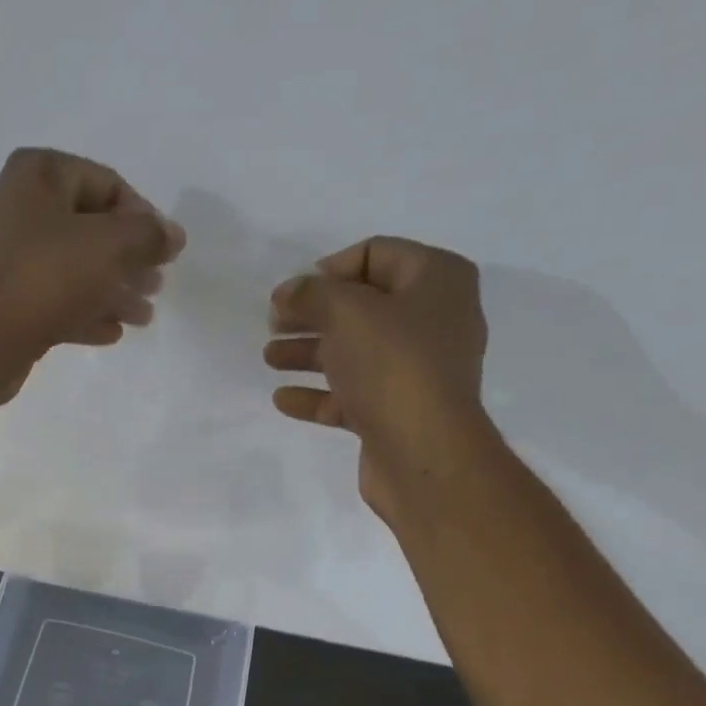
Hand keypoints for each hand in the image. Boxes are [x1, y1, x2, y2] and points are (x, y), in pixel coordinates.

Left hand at [0, 148, 185, 360]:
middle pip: (87, 229)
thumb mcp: (110, 246)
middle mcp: (15, 208)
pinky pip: (52, 301)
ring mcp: (5, 259)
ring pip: (71, 269)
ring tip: (143, 317)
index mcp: (36, 175)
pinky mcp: (3, 302)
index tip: (165, 252)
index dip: (142, 216)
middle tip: (156, 287)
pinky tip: (111, 333)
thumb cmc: (47, 275)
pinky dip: (83, 313)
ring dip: (111, 291)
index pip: (105, 183)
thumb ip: (148, 236)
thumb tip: (172, 236)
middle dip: (128, 259)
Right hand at [264, 237, 488, 522]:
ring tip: (269, 358)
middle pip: (362, 307)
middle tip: (273, 323)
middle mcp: (432, 321)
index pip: (377, 254)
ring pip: (354, 353)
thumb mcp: (347, 313)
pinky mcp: (395, 413)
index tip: (293, 291)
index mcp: (436, 280)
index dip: (330, 268)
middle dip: (314, 314)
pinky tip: (283, 398)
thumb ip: (311, 295)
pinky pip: (351, 395)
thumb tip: (287, 292)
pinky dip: (318, 394)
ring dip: (309, 353)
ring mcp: (415, 371)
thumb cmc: (393, 365)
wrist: (422, 451)